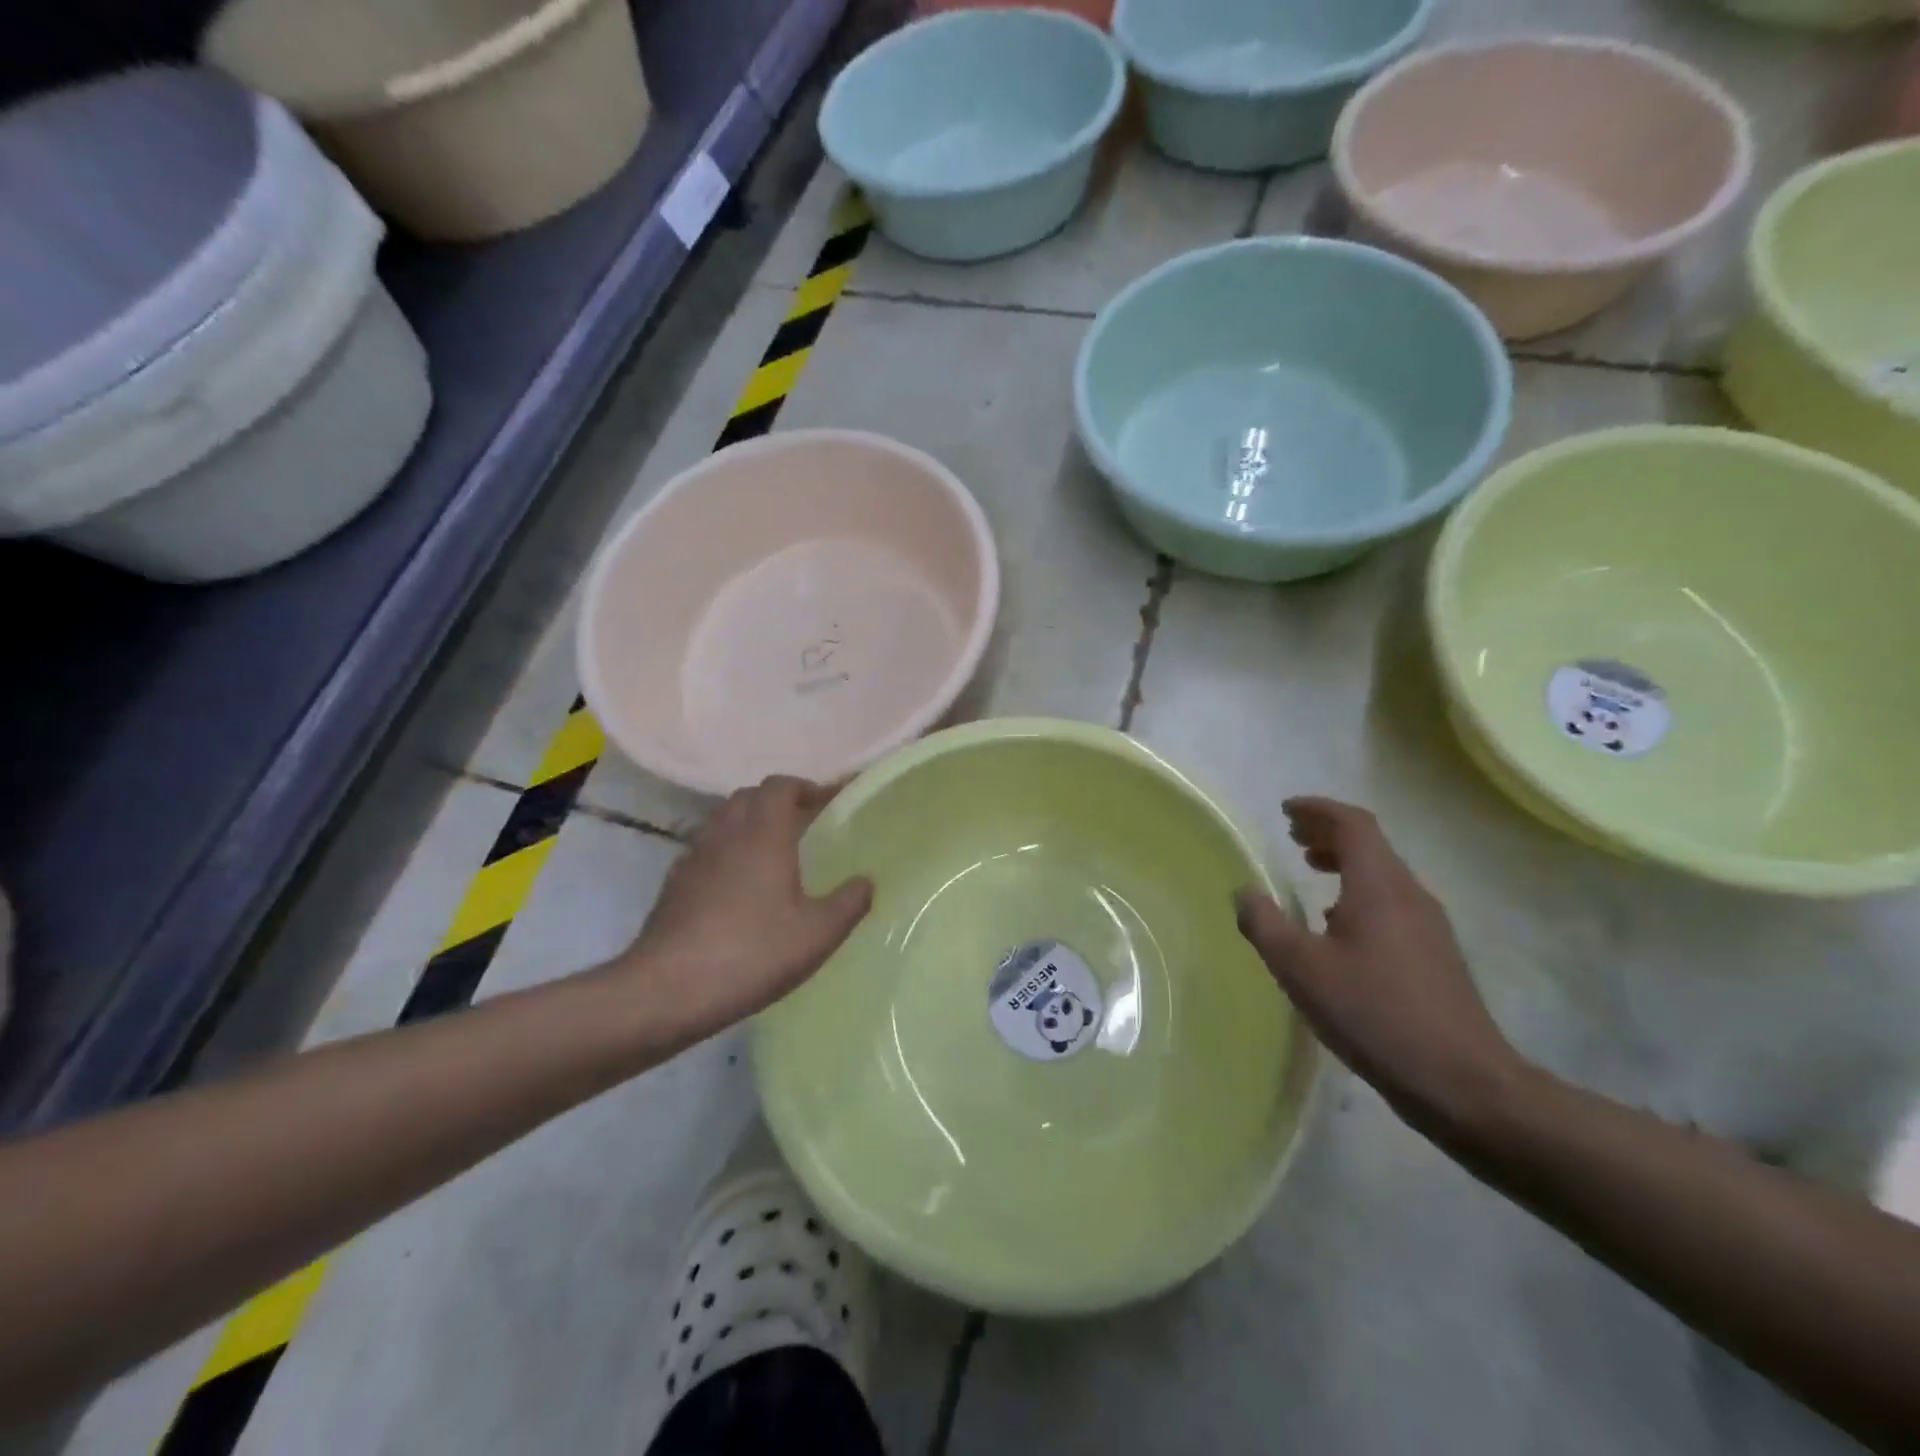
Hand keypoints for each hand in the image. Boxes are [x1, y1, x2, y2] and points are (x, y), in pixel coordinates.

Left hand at [613, 776, 872, 1043]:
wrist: (668, 990)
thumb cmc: (751, 953)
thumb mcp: (817, 934)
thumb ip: (849, 903)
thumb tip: (866, 881)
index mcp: (764, 834)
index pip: (780, 787)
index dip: (805, 788)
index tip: (827, 802)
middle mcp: (726, 833)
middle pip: (749, 796)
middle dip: (777, 802)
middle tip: (803, 825)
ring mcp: (694, 856)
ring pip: (723, 820)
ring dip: (748, 822)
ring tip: (771, 851)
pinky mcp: (674, 882)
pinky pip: (705, 848)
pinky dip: (725, 850)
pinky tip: (736, 884)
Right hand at [1235, 797, 1527, 1130]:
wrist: (1462, 1081)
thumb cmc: (1373, 1014)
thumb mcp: (1300, 968)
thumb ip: (1264, 924)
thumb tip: (1244, 891)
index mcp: (1378, 886)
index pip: (1353, 824)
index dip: (1317, 810)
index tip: (1285, 810)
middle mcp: (1409, 894)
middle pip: (1370, 844)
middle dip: (1328, 832)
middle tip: (1292, 836)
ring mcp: (1429, 924)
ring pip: (1382, 873)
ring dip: (1344, 861)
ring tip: (1310, 870)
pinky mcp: (1436, 953)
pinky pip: (1391, 900)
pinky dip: (1358, 890)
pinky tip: (1338, 923)